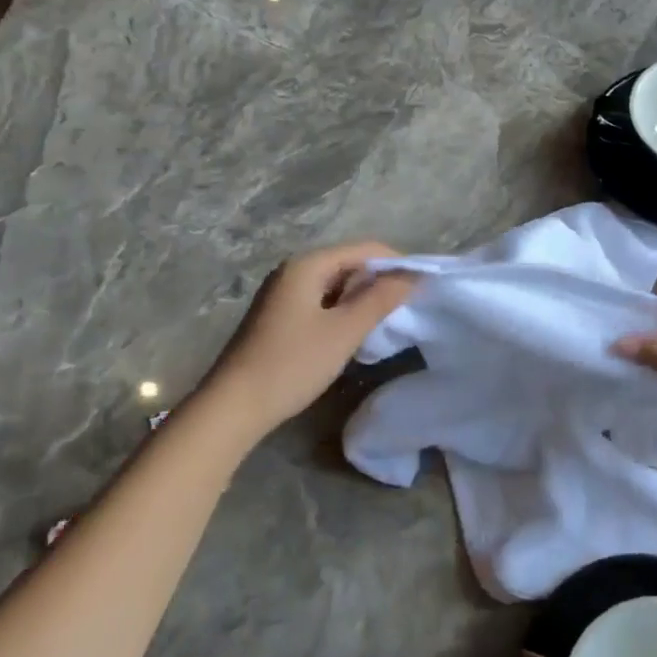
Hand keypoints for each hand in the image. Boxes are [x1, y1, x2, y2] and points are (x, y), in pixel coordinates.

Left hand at [199, 242, 414, 436]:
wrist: (233, 407)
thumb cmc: (292, 364)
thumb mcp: (344, 331)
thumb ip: (380, 299)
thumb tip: (412, 276)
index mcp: (308, 264)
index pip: (365, 249)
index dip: (397, 264)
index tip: (422, 288)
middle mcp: (294, 270)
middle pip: (349, 263)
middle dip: (380, 281)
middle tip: (406, 308)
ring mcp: (283, 293)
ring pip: (336, 284)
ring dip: (362, 299)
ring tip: (385, 322)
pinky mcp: (279, 316)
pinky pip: (322, 301)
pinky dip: (343, 311)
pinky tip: (353, 334)